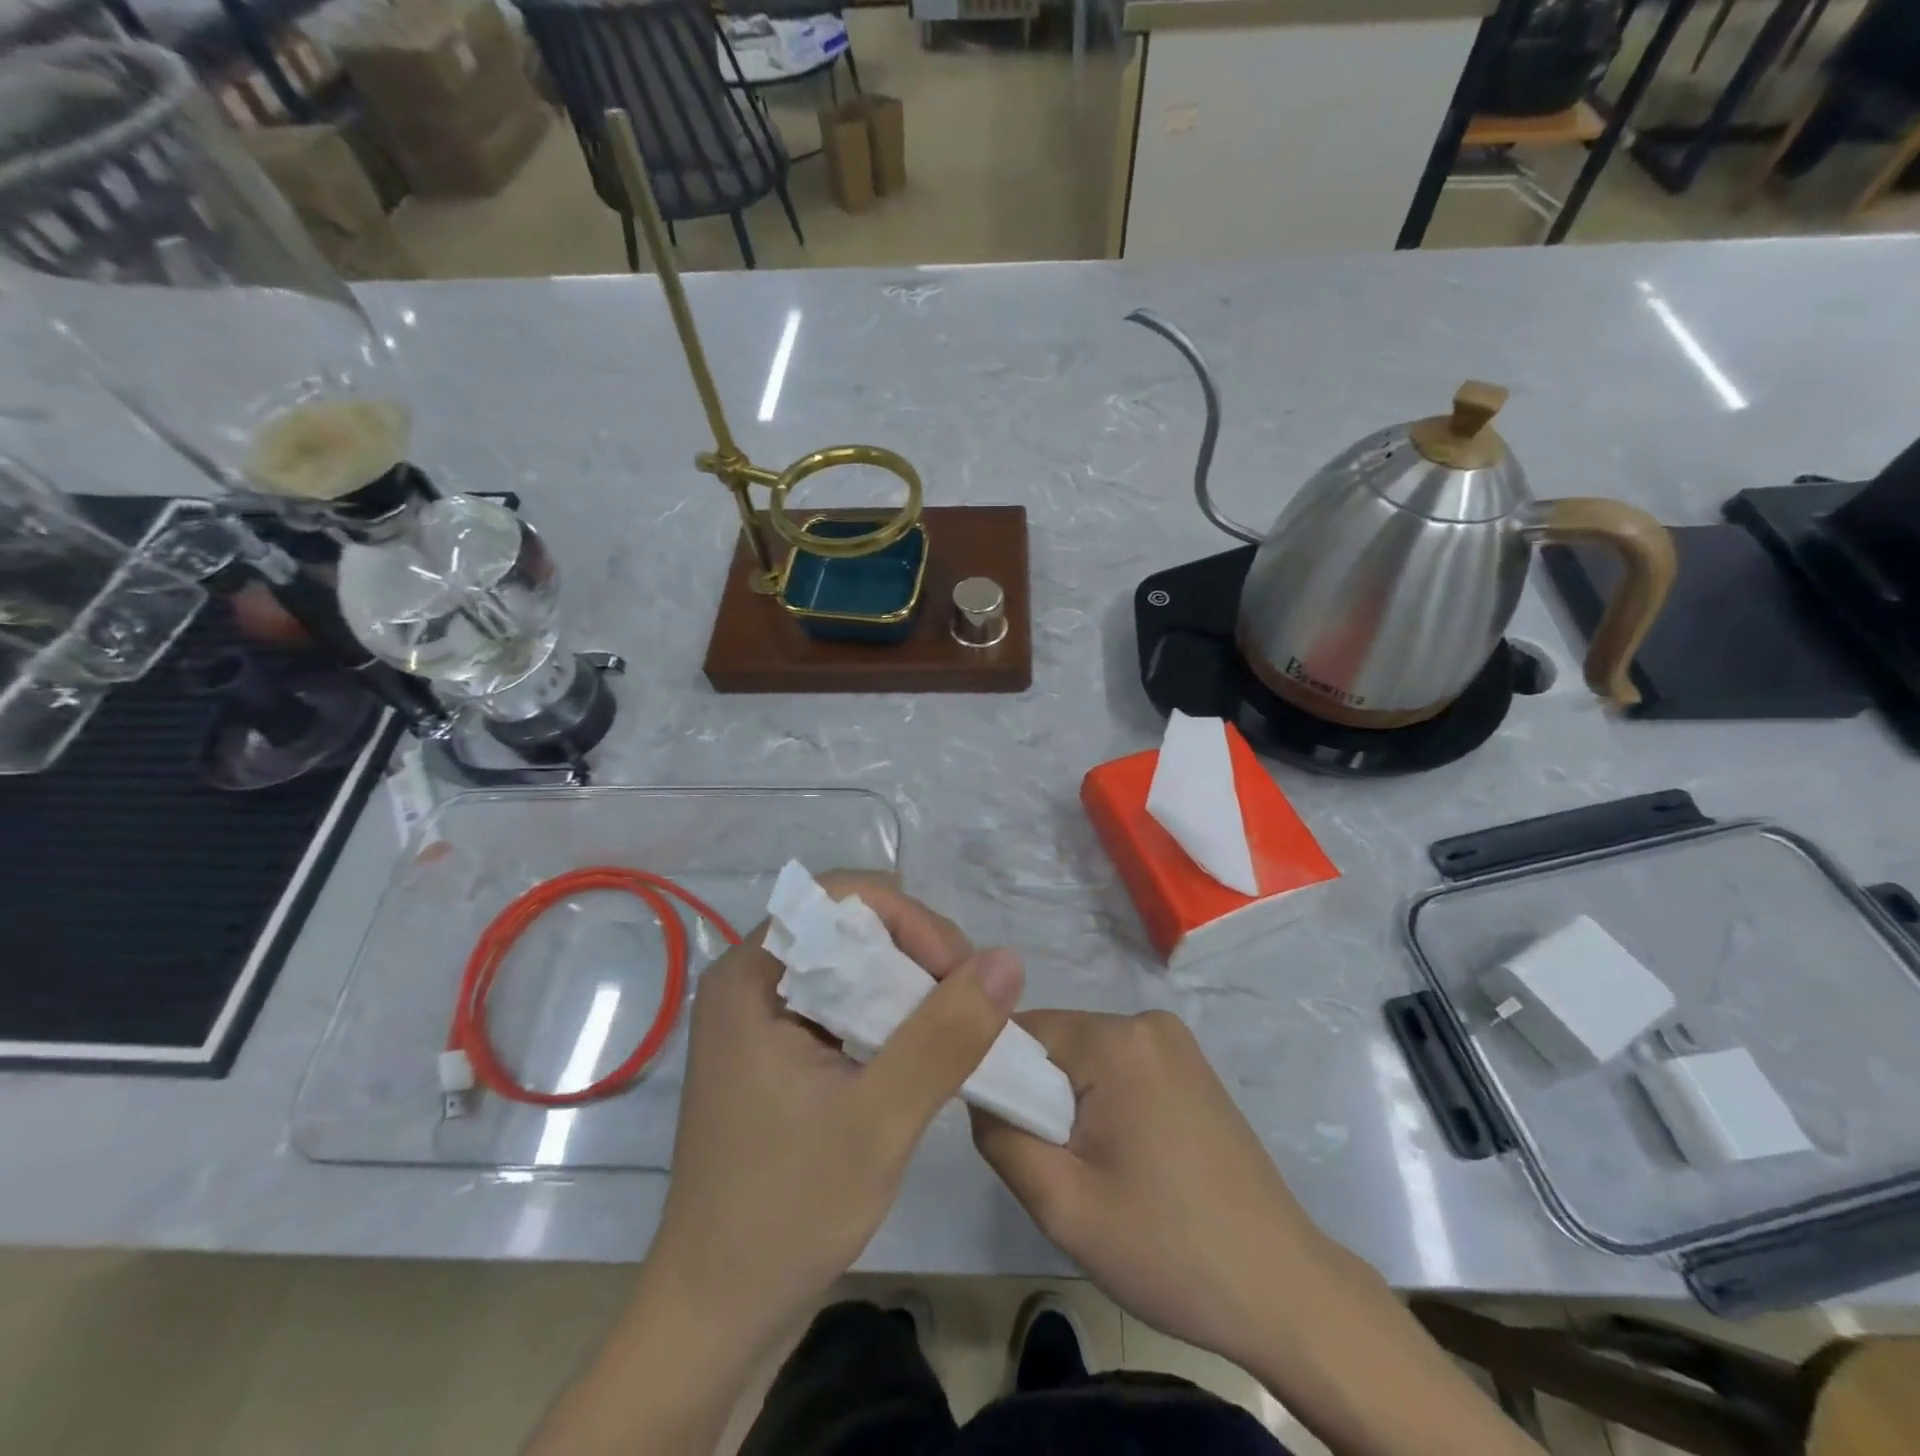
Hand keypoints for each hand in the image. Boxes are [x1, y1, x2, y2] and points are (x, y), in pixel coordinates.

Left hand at [648, 872, 1023, 1356]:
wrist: (716, 1314)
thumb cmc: (786, 1212)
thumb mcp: (880, 1120)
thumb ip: (945, 1035)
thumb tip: (1007, 960)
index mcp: (750, 976)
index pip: (840, 897)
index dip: (909, 919)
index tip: (959, 974)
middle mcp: (749, 980)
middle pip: (847, 924)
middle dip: (916, 950)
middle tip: (966, 1001)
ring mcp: (759, 1016)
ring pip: (850, 962)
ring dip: (908, 982)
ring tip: (953, 1024)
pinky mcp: (776, 1050)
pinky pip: (842, 1001)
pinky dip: (889, 1012)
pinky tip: (920, 1049)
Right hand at [971, 1009, 1339, 1373]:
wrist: (1282, 1288)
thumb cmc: (1167, 1247)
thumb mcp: (1061, 1204)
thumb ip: (1000, 1135)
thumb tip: (980, 1092)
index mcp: (1118, 1040)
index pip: (1024, 1031)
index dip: (1003, 1080)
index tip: (1010, 1136)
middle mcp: (1147, 1022)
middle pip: (1058, 1043)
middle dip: (1042, 1097)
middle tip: (1060, 1168)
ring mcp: (1175, 1043)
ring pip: (1087, 1058)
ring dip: (1073, 1104)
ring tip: (1096, 1170)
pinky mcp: (1191, 1067)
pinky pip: (1120, 1068)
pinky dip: (1106, 1104)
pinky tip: (1127, 1160)